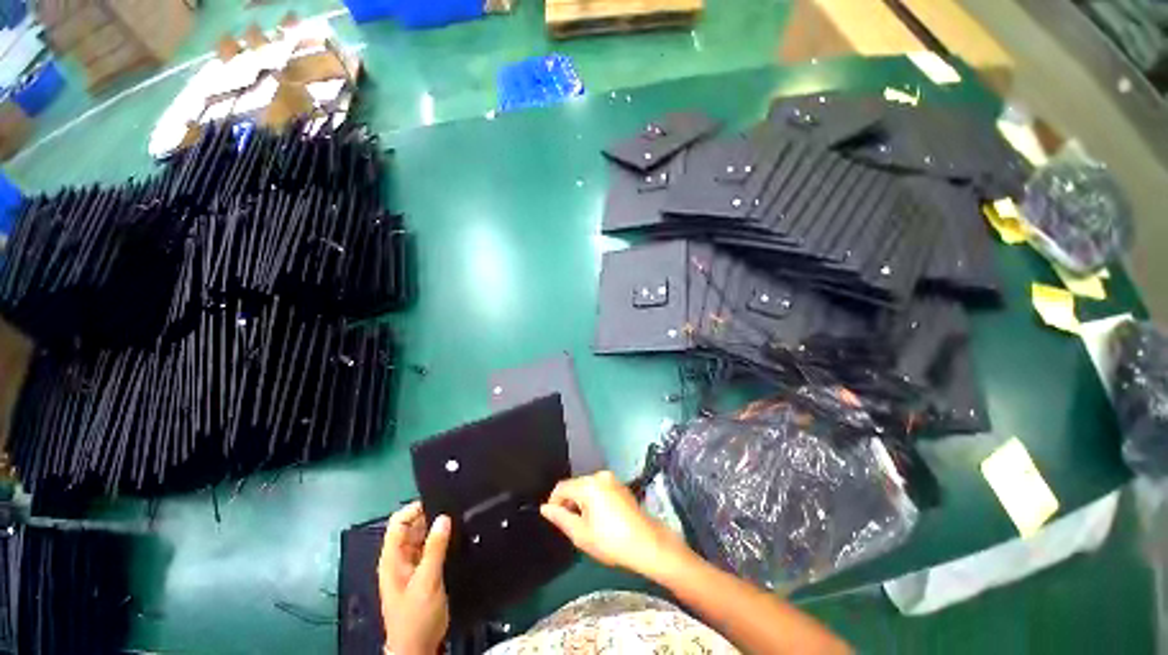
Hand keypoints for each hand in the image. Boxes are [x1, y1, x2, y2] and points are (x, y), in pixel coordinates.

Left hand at [378, 502, 450, 654]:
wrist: (418, 646)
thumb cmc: (416, 616)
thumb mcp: (426, 581)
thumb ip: (435, 548)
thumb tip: (443, 518)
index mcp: (393, 559)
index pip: (398, 523)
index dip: (414, 509)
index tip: (437, 500)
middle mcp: (401, 558)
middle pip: (412, 527)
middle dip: (430, 516)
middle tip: (453, 508)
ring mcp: (412, 565)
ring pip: (424, 536)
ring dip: (437, 528)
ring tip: (458, 518)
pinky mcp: (424, 571)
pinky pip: (432, 548)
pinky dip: (442, 540)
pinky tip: (456, 535)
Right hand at [540, 471, 690, 581]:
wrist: (647, 544)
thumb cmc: (611, 541)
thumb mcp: (581, 534)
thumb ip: (560, 518)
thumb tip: (545, 508)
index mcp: (588, 485)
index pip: (561, 487)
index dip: (554, 503)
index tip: (555, 520)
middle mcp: (600, 476)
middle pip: (575, 485)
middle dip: (569, 503)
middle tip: (572, 526)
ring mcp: (612, 479)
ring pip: (587, 487)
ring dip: (581, 502)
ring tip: (586, 525)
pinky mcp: (620, 485)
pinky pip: (599, 488)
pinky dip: (594, 500)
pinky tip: (600, 519)